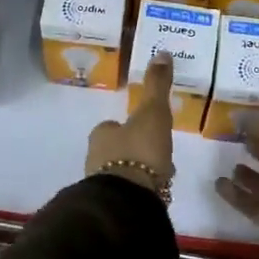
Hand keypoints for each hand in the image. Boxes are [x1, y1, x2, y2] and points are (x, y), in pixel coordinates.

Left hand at [85, 52, 175, 199]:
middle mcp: (96, 158)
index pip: (111, 126)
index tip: (146, 129)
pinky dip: (142, 190)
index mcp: (102, 135)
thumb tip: (162, 52)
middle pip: (117, 150)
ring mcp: (103, 185)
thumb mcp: (153, 113)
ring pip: (123, 172)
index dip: (127, 126)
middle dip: (135, 150)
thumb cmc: (139, 151)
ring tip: (163, 174)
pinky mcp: (114, 206)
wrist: (129, 201)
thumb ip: (157, 85)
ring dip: (139, 171)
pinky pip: (130, 192)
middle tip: (158, 152)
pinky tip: (157, 193)